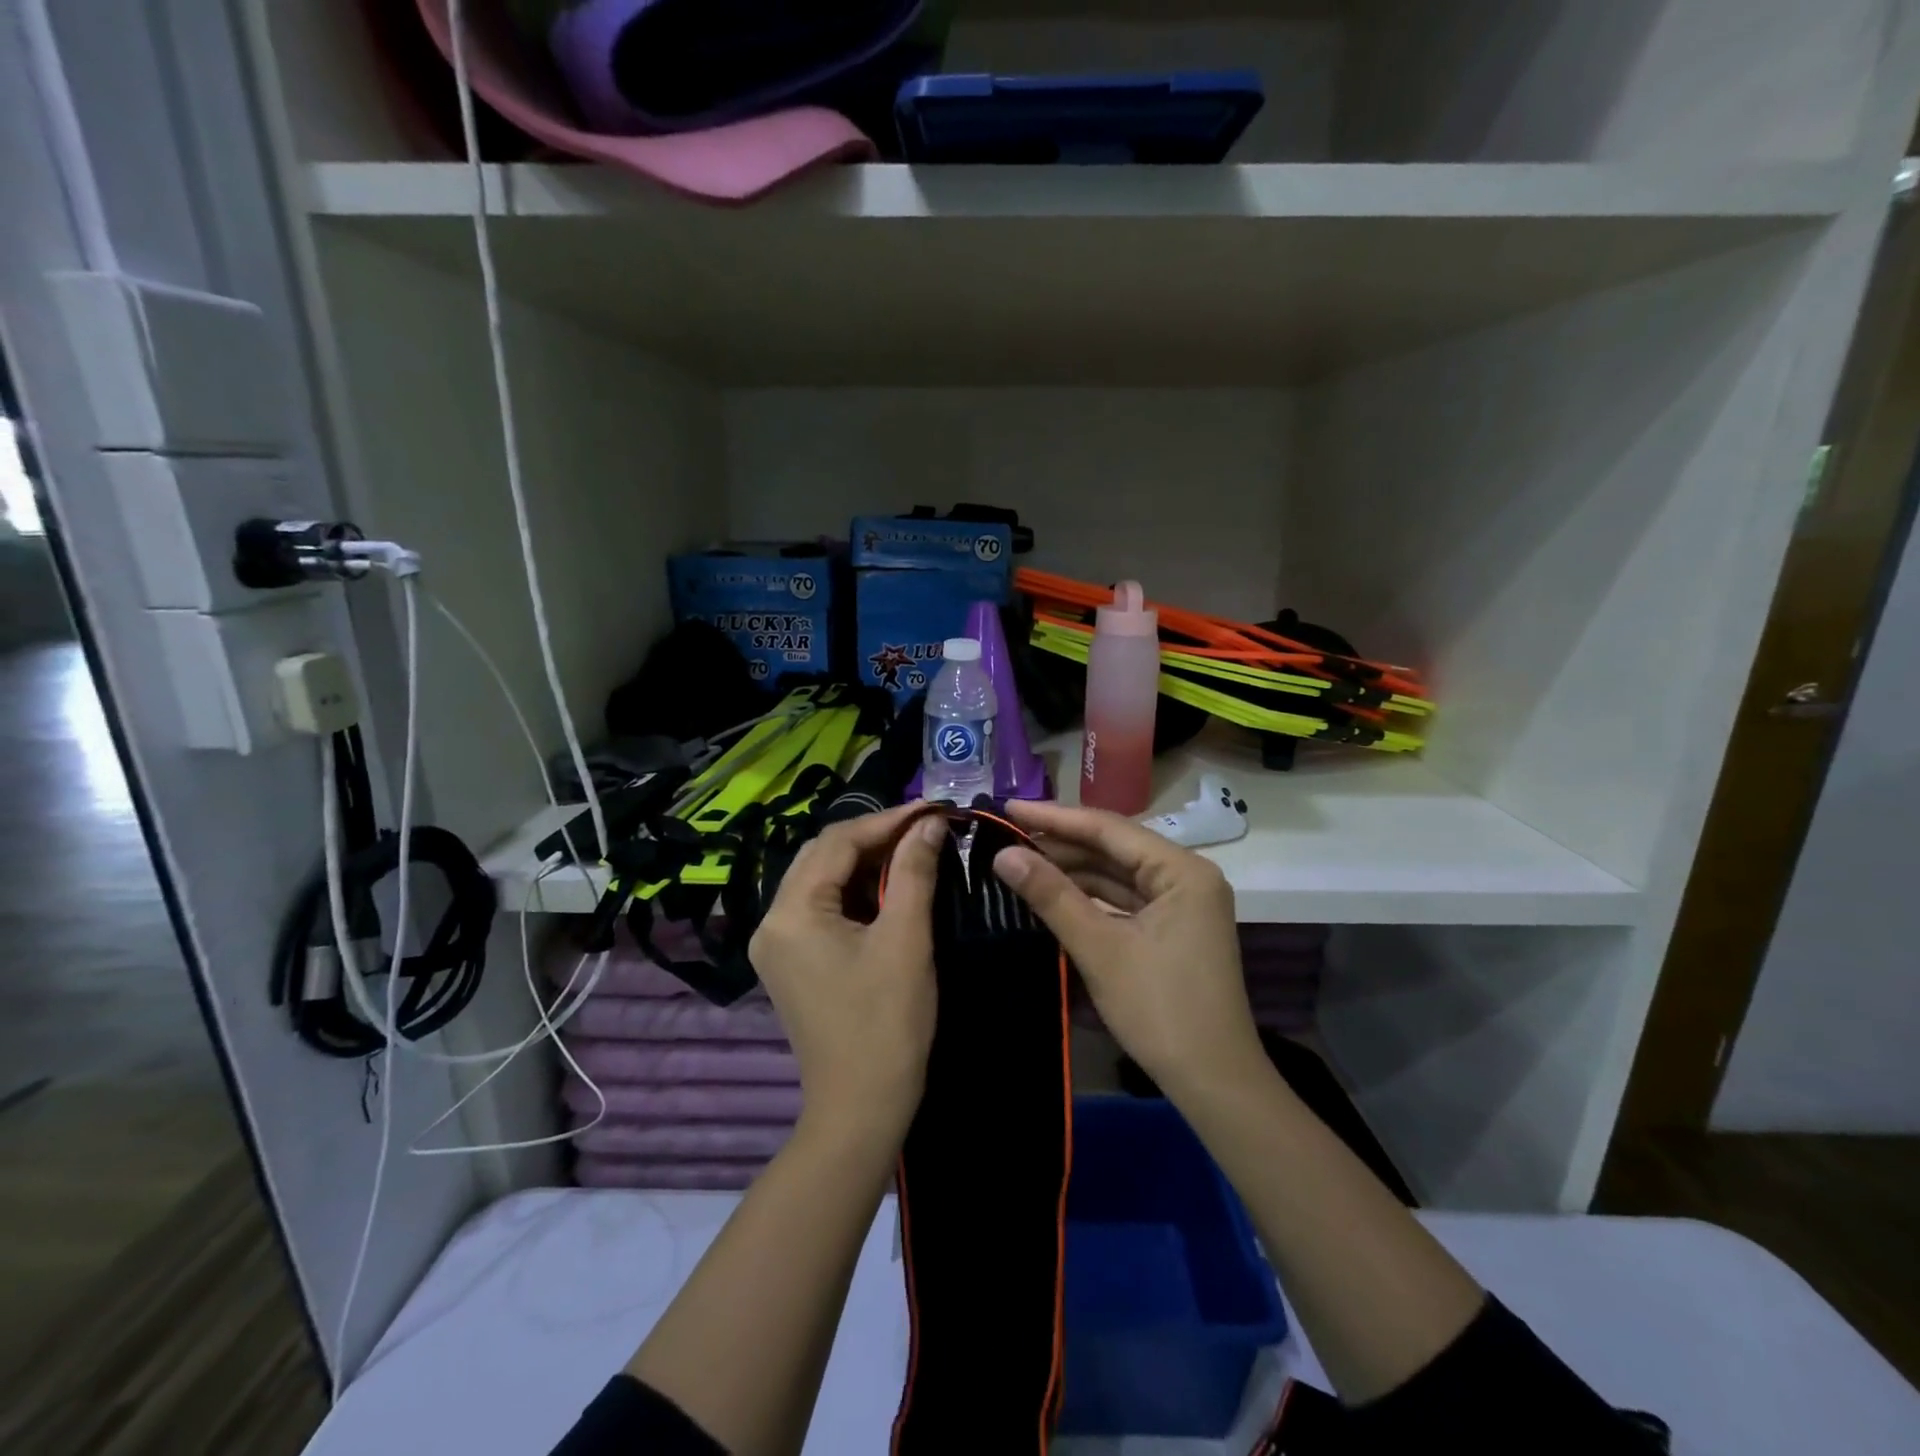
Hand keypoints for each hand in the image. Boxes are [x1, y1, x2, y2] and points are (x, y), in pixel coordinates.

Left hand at [749, 806, 945, 1144]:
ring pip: (823, 880)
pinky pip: (821, 908)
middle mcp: (773, 920)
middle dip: (876, 837)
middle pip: (824, 855)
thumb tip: (930, 824)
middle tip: (927, 830)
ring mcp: (777, 943)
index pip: (839, 841)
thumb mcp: (906, 939)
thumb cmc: (886, 1023)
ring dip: (867, 863)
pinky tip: (890, 889)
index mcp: (792, 912)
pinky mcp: (791, 962)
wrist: (860, 1110)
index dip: (889, 820)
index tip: (934, 809)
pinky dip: (856, 892)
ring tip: (914, 852)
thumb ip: (914, 871)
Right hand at [993, 800, 1265, 1099]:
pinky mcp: (1173, 928)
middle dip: (1061, 844)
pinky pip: (1124, 899)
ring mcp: (1182, 904)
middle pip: (1114, 848)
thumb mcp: (1099, 948)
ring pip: (1117, 874)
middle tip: (1006, 836)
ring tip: (1020, 862)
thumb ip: (1051, 895)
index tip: (1007, 806)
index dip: (1054, 817)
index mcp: (1182, 870)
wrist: (1214, 1083)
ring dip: (1072, 871)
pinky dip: (1089, 897)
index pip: (1109, 828)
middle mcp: (1187, 876)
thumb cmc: (1160, 1009)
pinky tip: (1052, 893)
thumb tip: (1003, 854)